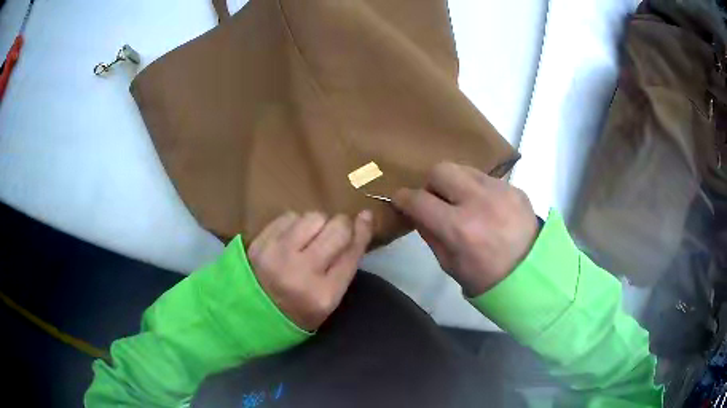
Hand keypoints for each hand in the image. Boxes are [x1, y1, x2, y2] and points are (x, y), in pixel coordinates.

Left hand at [247, 211, 373, 330]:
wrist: (249, 315)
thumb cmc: (296, 312)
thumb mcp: (328, 301)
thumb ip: (345, 266)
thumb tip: (362, 221)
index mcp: (323, 294)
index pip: (351, 252)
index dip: (362, 231)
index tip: (366, 216)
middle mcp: (301, 271)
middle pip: (336, 229)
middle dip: (341, 226)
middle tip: (335, 233)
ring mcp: (277, 254)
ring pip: (313, 217)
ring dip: (318, 224)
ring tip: (310, 238)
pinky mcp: (260, 243)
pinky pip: (289, 216)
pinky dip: (296, 223)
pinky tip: (292, 238)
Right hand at [393, 162, 537, 296]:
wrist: (532, 274)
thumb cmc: (487, 278)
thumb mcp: (450, 264)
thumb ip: (430, 234)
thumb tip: (416, 212)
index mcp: (460, 229)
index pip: (419, 200)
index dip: (403, 198)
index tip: (401, 200)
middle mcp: (479, 202)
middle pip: (440, 170)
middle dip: (431, 184)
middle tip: (436, 201)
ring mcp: (500, 191)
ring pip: (463, 168)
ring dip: (455, 182)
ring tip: (462, 201)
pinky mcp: (514, 188)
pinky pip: (486, 178)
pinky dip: (477, 188)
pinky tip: (486, 206)